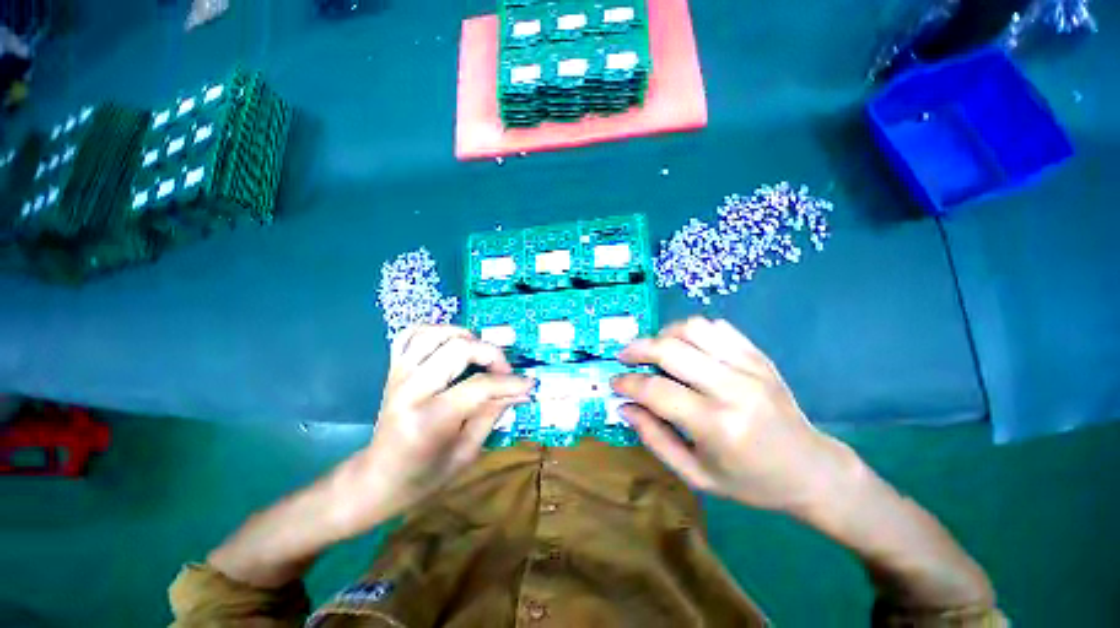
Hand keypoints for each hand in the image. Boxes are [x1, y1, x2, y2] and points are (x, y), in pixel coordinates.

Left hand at [342, 325, 533, 529]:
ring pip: (435, 333)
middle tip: (504, 371)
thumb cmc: (425, 475)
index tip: (529, 383)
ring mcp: (398, 375)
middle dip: (491, 354)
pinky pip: (410, 334)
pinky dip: (435, 330)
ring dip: (466, 336)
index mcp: (429, 420)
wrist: (377, 478)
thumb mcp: (467, 452)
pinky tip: (451, 342)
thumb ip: (493, 414)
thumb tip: (521, 390)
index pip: (479, 387)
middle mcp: (410, 390)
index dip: (510, 382)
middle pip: (459, 349)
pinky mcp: (393, 369)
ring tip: (481, 353)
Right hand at [612, 317, 855, 515]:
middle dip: (637, 349)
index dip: (628, 383)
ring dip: (664, 334)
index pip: (656, 391)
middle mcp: (732, 388)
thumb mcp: (696, 475)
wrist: (810, 468)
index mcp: (716, 425)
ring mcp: (749, 367)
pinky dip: (692, 330)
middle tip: (624, 356)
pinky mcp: (759, 356)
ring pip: (693, 329)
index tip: (615, 382)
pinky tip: (686, 346)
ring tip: (655, 350)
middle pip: (670, 350)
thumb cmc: (750, 480)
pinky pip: (717, 327)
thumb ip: (654, 438)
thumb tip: (624, 407)